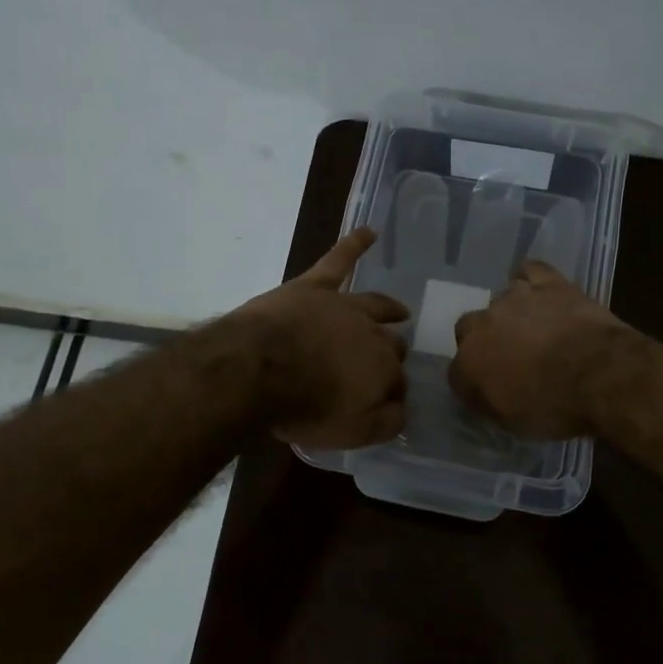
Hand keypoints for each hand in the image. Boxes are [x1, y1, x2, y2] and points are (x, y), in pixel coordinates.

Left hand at [235, 228, 409, 448]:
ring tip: (400, 310)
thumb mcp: (352, 432)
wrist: (259, 368)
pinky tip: (368, 231)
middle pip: (390, 343)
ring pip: (375, 305)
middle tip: (387, 362)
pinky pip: (338, 260)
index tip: (384, 403)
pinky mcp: (314, 287)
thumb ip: (385, 422)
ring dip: (390, 309)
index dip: (391, 393)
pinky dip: (354, 244)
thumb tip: (402, 409)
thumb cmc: (305, 406)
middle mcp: (372, 333)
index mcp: (384, 369)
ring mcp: (343, 306)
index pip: (397, 382)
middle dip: (392, 354)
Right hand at [448, 262, 633, 439]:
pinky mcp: (547, 283)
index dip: (472, 384)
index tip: (488, 394)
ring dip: (509, 315)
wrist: (600, 374)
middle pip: (468, 329)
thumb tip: (485, 395)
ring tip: (532, 329)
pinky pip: (530, 271)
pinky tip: (539, 292)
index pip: (457, 373)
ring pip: (499, 300)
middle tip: (508, 358)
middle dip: (483, 342)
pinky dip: (531, 280)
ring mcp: (514, 298)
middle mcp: (482, 324)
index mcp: (468, 363)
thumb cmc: (555, 407)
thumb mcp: (515, 423)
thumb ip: (491, 403)